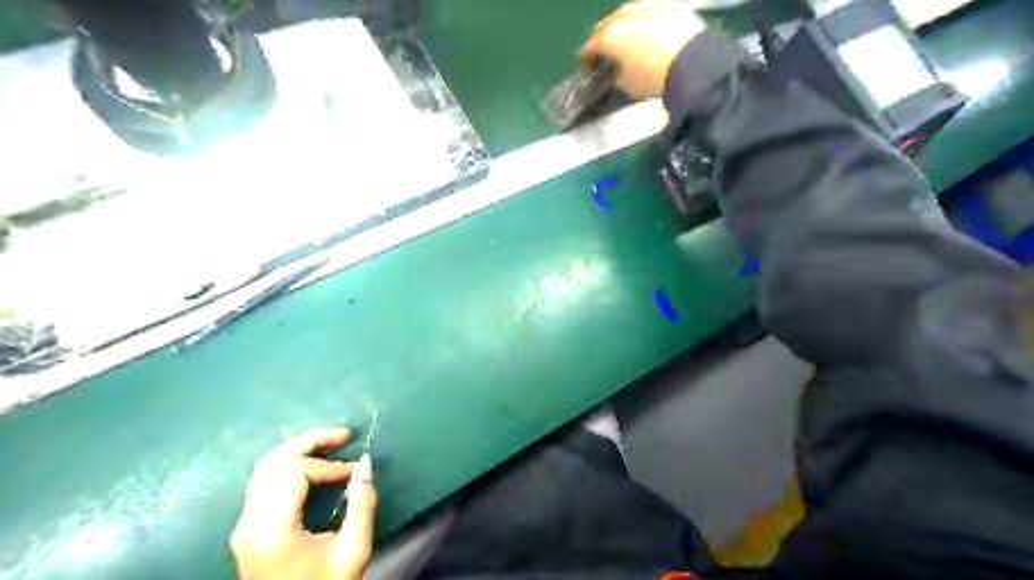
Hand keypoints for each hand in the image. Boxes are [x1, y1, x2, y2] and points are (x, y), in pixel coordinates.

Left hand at [232, 426, 377, 578]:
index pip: (295, 473)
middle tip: (342, 435)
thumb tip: (365, 464)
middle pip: (272, 462)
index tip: (355, 472)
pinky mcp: (246, 530)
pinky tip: (312, 465)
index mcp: (272, 530)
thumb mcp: (353, 550)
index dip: (329, 465)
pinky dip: (288, 465)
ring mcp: (242, 527)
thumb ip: (362, 504)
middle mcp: (249, 524)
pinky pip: (263, 483)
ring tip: (329, 443)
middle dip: (310, 442)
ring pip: (263, 469)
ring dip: (297, 450)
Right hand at [577, 0, 707, 98]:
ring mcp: (648, 6)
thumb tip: (615, 74)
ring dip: (625, 27)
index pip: (591, 46)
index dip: (587, 58)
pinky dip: (647, 23)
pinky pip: (651, 13)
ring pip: (629, 14)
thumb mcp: (627, 87)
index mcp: (609, 37)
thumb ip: (615, 77)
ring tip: (629, 41)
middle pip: (608, 24)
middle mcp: (625, 15)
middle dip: (605, 37)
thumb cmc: (654, 79)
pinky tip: (651, 34)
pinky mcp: (670, 5)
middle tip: (606, 51)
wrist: (694, 63)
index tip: (587, 66)